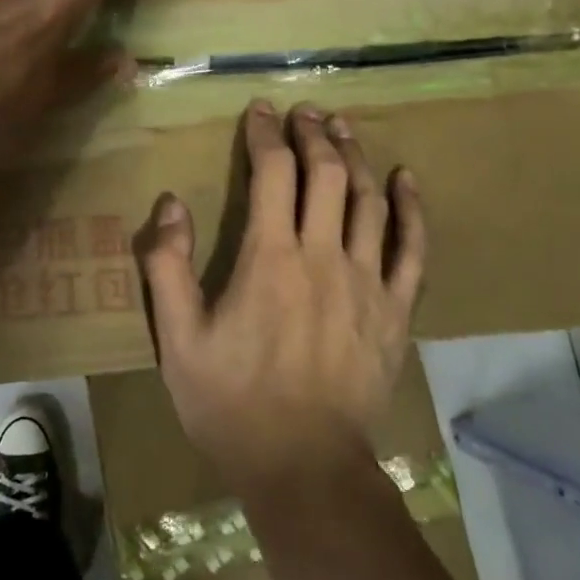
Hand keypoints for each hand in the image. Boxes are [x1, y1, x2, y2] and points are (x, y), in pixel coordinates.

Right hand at [138, 100, 425, 495]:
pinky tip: (406, 180)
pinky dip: (411, 209)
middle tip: (304, 111)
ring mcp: (367, 283)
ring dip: (355, 156)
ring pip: (368, 200)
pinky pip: (413, 250)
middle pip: (326, 173)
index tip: (259, 110)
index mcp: (270, 257)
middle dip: (313, 133)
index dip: (266, 133)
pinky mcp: (395, 312)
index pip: (273, 171)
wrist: (304, 469)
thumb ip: (167, 267)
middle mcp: (323, 256)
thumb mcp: (178, 340)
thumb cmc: (232, 403)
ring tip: (343, 127)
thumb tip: (171, 203)